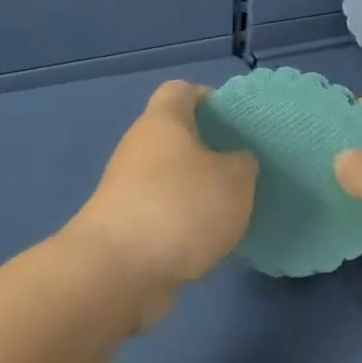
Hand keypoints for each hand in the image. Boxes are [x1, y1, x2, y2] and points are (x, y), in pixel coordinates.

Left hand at [66, 81, 257, 315]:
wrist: (118, 271)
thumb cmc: (180, 207)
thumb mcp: (234, 180)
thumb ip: (242, 164)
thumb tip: (235, 163)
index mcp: (162, 122)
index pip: (180, 91)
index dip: (207, 97)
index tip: (235, 119)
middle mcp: (139, 149)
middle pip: (175, 138)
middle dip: (209, 150)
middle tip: (243, 169)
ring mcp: (127, 190)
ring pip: (170, 179)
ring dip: (198, 192)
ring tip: (233, 209)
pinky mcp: (126, 227)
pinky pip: (164, 214)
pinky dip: (185, 224)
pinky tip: (210, 242)